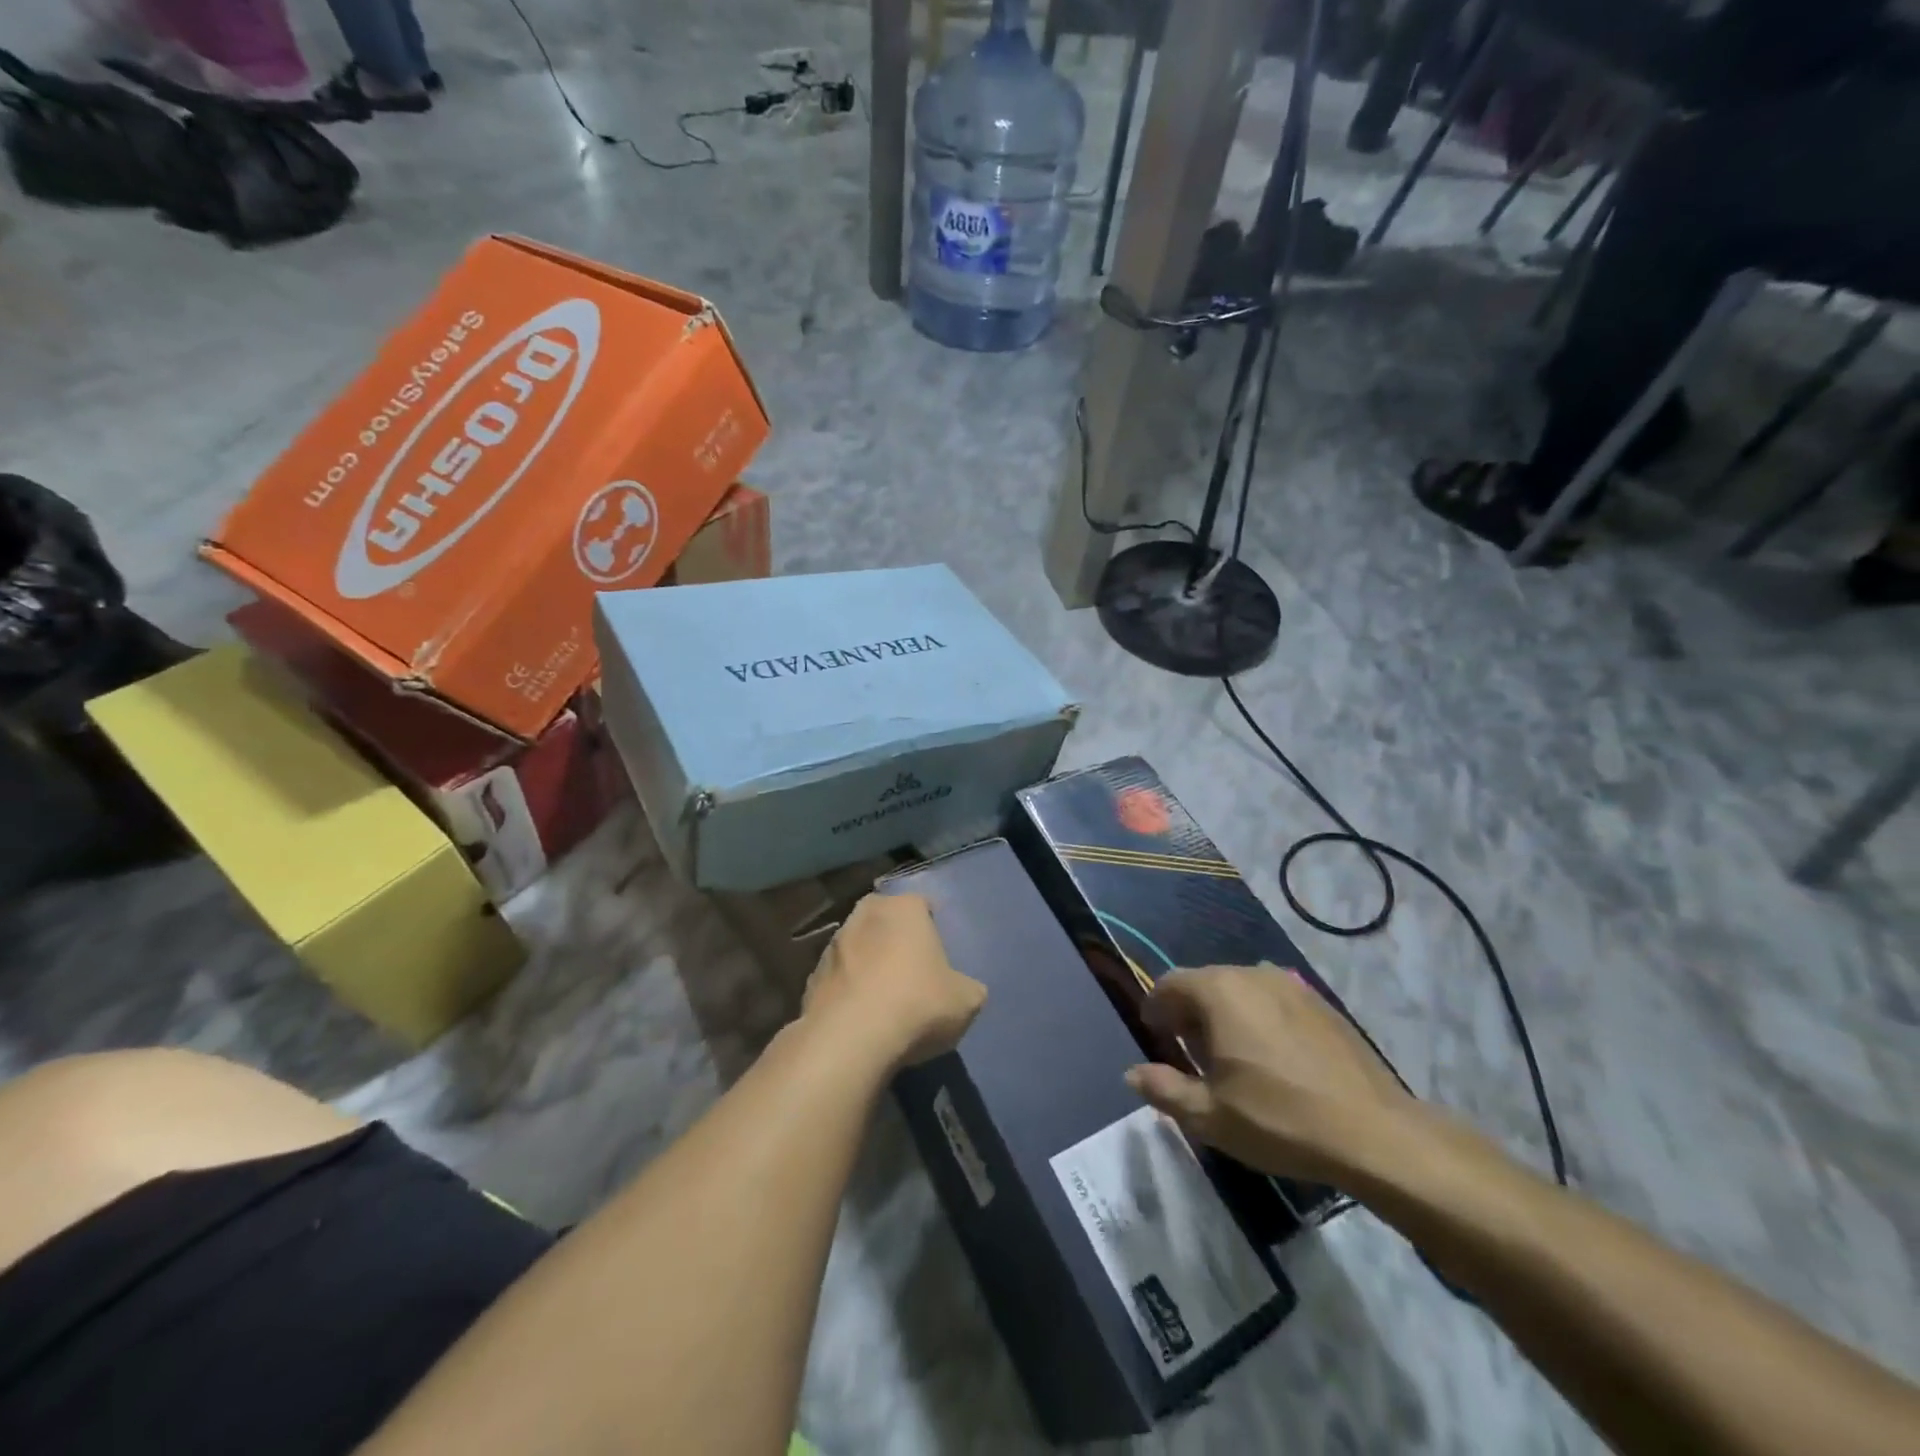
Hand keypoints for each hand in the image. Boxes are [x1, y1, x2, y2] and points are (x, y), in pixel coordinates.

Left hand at [803, 893, 985, 1068]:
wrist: (849, 1041)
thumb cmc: (916, 1005)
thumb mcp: (966, 1001)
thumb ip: (967, 988)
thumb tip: (963, 990)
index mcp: (904, 908)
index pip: (922, 905)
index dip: (932, 928)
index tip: (939, 955)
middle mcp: (865, 915)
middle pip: (885, 921)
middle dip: (895, 940)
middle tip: (911, 972)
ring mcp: (833, 945)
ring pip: (858, 948)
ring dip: (868, 965)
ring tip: (884, 1001)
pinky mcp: (811, 978)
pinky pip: (839, 980)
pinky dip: (848, 992)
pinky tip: (860, 1019)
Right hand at [1126, 964, 1418, 1185]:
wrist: (1374, 1134)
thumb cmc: (1279, 1119)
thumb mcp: (1209, 1115)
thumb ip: (1163, 1089)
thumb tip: (1133, 1074)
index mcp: (1219, 991)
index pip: (1170, 984)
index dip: (1155, 1009)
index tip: (1156, 1038)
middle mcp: (1252, 974)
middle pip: (1205, 983)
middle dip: (1189, 1013)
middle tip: (1190, 1054)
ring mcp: (1292, 985)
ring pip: (1241, 990)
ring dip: (1225, 1014)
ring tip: (1231, 1058)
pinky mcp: (1322, 1003)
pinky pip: (1273, 1001)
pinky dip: (1260, 1019)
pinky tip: (1273, 1059)